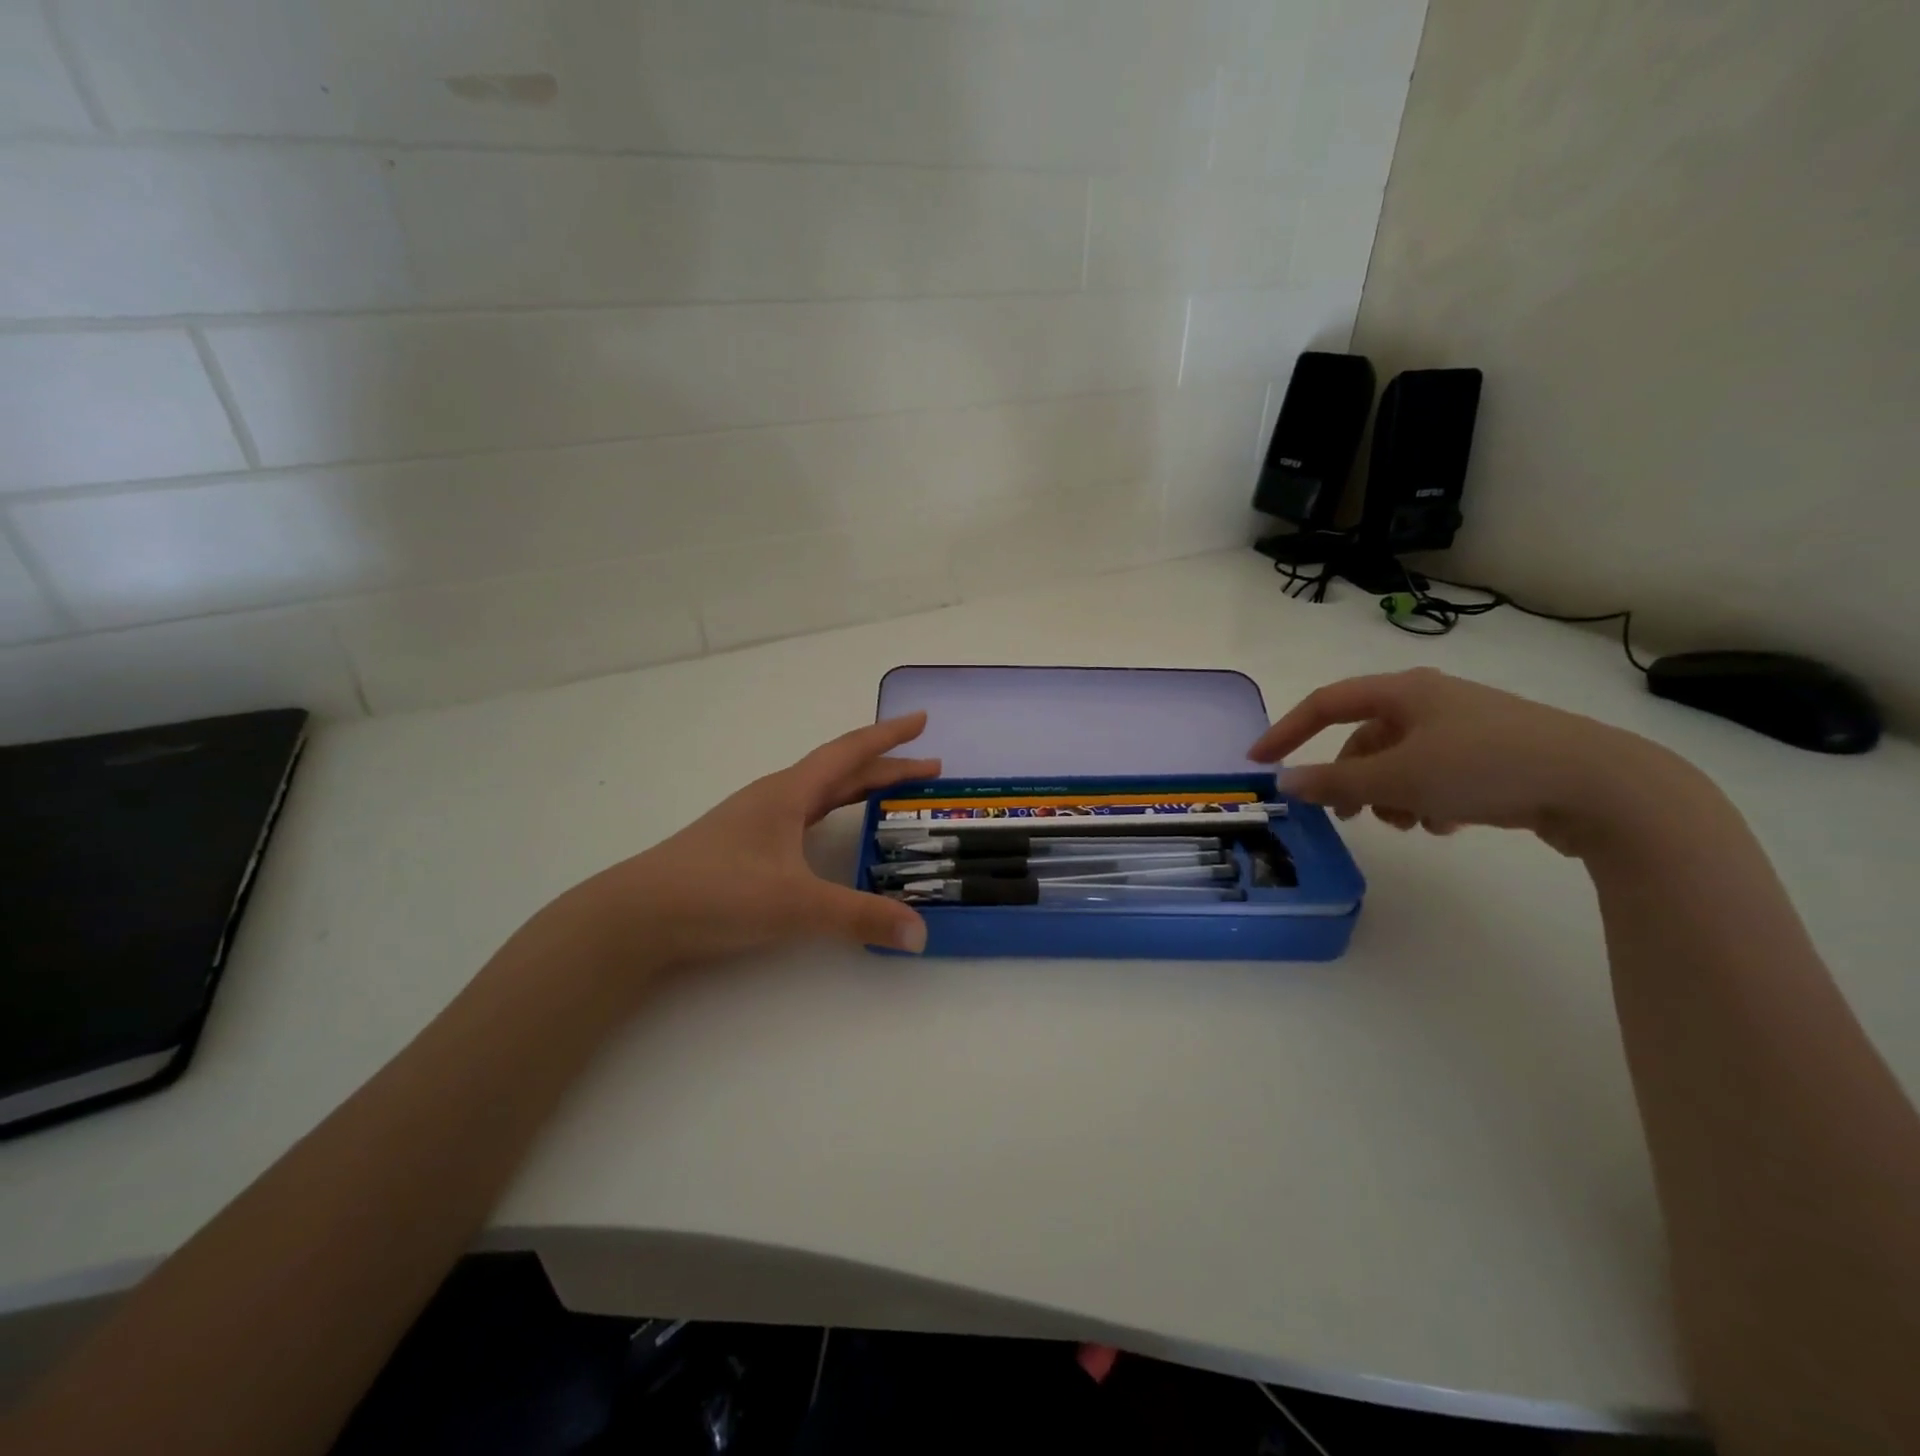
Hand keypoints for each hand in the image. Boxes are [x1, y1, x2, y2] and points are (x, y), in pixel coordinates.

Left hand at [575, 712, 939, 967]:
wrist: (637, 914)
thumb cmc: (717, 892)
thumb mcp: (796, 904)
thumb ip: (859, 918)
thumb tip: (919, 933)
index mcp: (790, 793)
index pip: (850, 753)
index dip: (890, 736)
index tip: (922, 721)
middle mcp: (776, 798)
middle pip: (840, 771)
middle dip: (886, 766)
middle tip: (928, 768)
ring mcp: (757, 820)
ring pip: (821, 793)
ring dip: (859, 788)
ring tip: (890, 793)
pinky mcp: (745, 845)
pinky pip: (804, 816)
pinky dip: (833, 813)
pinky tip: (832, 829)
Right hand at [1249, 668, 1698, 856]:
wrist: (1602, 786)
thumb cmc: (1485, 768)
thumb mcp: (1398, 778)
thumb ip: (1335, 781)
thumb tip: (1285, 781)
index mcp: (1404, 691)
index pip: (1325, 704)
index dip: (1286, 731)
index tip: (1259, 762)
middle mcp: (1431, 701)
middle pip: (1365, 737)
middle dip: (1350, 778)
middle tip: (1344, 815)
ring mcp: (1466, 727)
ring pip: (1400, 760)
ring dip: (1389, 794)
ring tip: (1408, 825)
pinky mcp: (1495, 754)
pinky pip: (1436, 774)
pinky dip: (1426, 799)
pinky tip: (1446, 825)